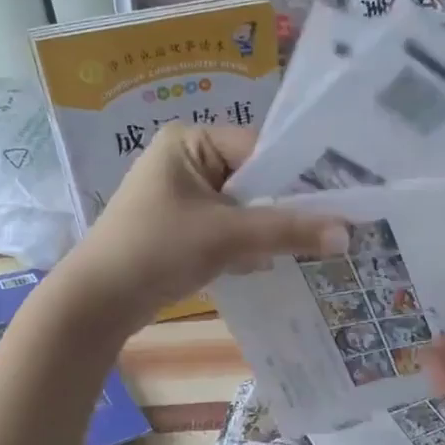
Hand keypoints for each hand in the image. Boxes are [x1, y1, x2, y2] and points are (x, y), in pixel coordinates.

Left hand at [59, 123, 346, 334]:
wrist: (96, 303)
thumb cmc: (156, 250)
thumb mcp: (226, 236)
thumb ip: (287, 231)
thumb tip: (348, 233)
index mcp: (189, 141)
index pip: (259, 149)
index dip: (298, 175)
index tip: (339, 199)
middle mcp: (187, 160)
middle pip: (254, 179)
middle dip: (285, 207)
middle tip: (333, 226)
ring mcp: (184, 196)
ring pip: (245, 207)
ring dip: (269, 229)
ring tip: (313, 246)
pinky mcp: (184, 228)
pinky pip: (229, 228)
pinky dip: (249, 245)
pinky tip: (274, 262)